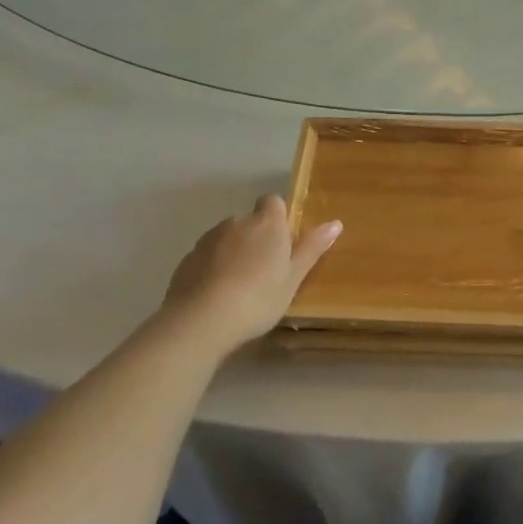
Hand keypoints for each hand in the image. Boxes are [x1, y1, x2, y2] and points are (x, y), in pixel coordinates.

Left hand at [153, 196, 341, 353]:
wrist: (201, 321)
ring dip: (234, 253)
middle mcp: (236, 223)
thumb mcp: (293, 278)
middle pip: (250, 222)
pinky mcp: (186, 259)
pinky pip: (207, 257)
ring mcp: (208, 240)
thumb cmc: (258, 299)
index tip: (284, 243)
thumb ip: (312, 248)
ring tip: (240, 287)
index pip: (273, 201)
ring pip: (227, 239)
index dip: (279, 217)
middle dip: (257, 239)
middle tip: (266, 271)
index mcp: (267, 224)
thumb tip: (336, 222)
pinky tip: (217, 296)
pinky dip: (213, 268)